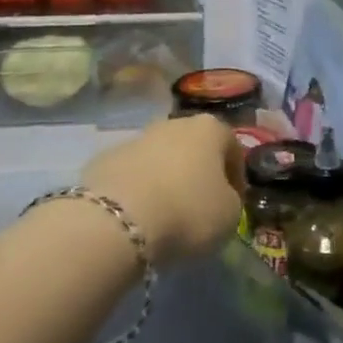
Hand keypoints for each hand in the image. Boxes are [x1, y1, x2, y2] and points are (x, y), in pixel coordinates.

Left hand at [84, 115, 245, 264]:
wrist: (119, 219)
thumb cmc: (187, 211)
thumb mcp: (229, 215)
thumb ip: (231, 200)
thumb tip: (219, 197)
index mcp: (210, 129)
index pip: (233, 148)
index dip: (236, 177)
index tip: (233, 204)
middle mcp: (174, 123)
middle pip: (194, 147)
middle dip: (198, 173)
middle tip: (199, 207)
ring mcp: (137, 137)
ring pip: (160, 158)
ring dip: (166, 180)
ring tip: (165, 215)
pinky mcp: (106, 158)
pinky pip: (132, 175)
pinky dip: (138, 191)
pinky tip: (137, 217)